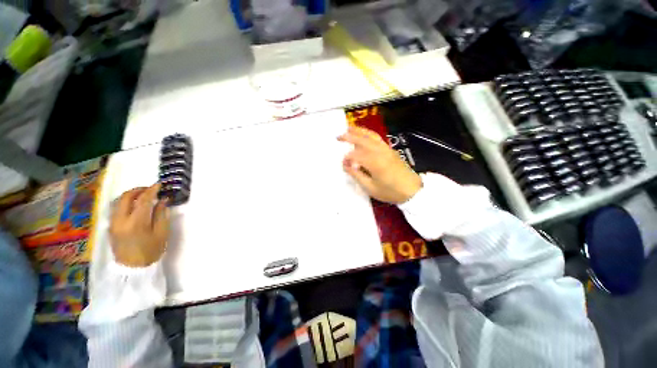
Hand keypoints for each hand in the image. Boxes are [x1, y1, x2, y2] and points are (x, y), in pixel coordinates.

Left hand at [110, 184, 169, 267]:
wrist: (133, 268)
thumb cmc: (151, 250)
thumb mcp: (161, 233)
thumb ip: (161, 214)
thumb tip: (163, 200)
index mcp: (136, 222)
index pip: (143, 200)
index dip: (152, 190)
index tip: (159, 184)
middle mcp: (121, 220)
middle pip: (126, 197)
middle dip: (138, 190)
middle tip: (150, 189)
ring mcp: (113, 223)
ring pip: (119, 202)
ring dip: (131, 195)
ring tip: (143, 196)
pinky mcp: (111, 226)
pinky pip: (117, 209)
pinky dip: (126, 203)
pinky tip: (135, 206)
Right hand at [338, 126, 421, 203]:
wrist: (412, 190)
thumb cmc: (390, 191)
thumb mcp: (370, 187)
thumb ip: (357, 175)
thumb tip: (346, 165)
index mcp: (374, 162)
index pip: (356, 155)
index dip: (347, 159)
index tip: (343, 164)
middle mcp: (380, 152)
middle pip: (362, 140)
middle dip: (349, 137)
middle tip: (338, 136)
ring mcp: (386, 149)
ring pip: (371, 136)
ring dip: (359, 131)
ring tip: (349, 128)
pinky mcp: (390, 149)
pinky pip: (377, 138)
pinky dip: (368, 134)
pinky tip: (363, 135)